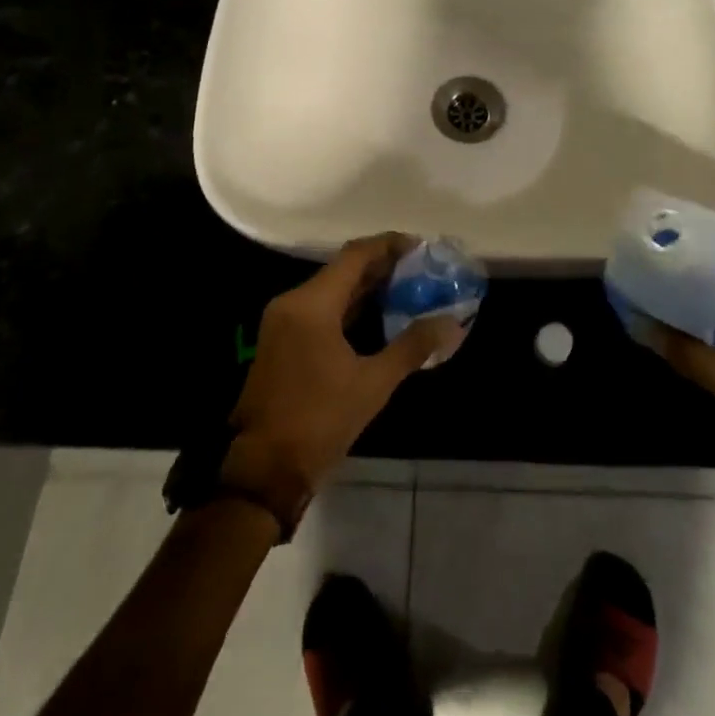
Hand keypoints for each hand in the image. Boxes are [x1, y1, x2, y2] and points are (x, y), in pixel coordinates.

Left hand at [223, 234, 463, 520]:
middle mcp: (293, 302)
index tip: (421, 247)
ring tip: (407, 288)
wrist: (262, 470)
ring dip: (366, 287)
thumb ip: (412, 346)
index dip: (389, 245)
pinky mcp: (282, 340)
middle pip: (343, 269)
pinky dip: (349, 306)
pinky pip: (320, 308)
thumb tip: (452, 324)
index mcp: (312, 304)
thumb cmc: (318, 421)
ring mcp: (283, 321)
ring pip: (331, 289)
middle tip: (421, 270)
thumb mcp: (372, 384)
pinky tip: (378, 316)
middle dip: (382, 266)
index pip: (355, 255)